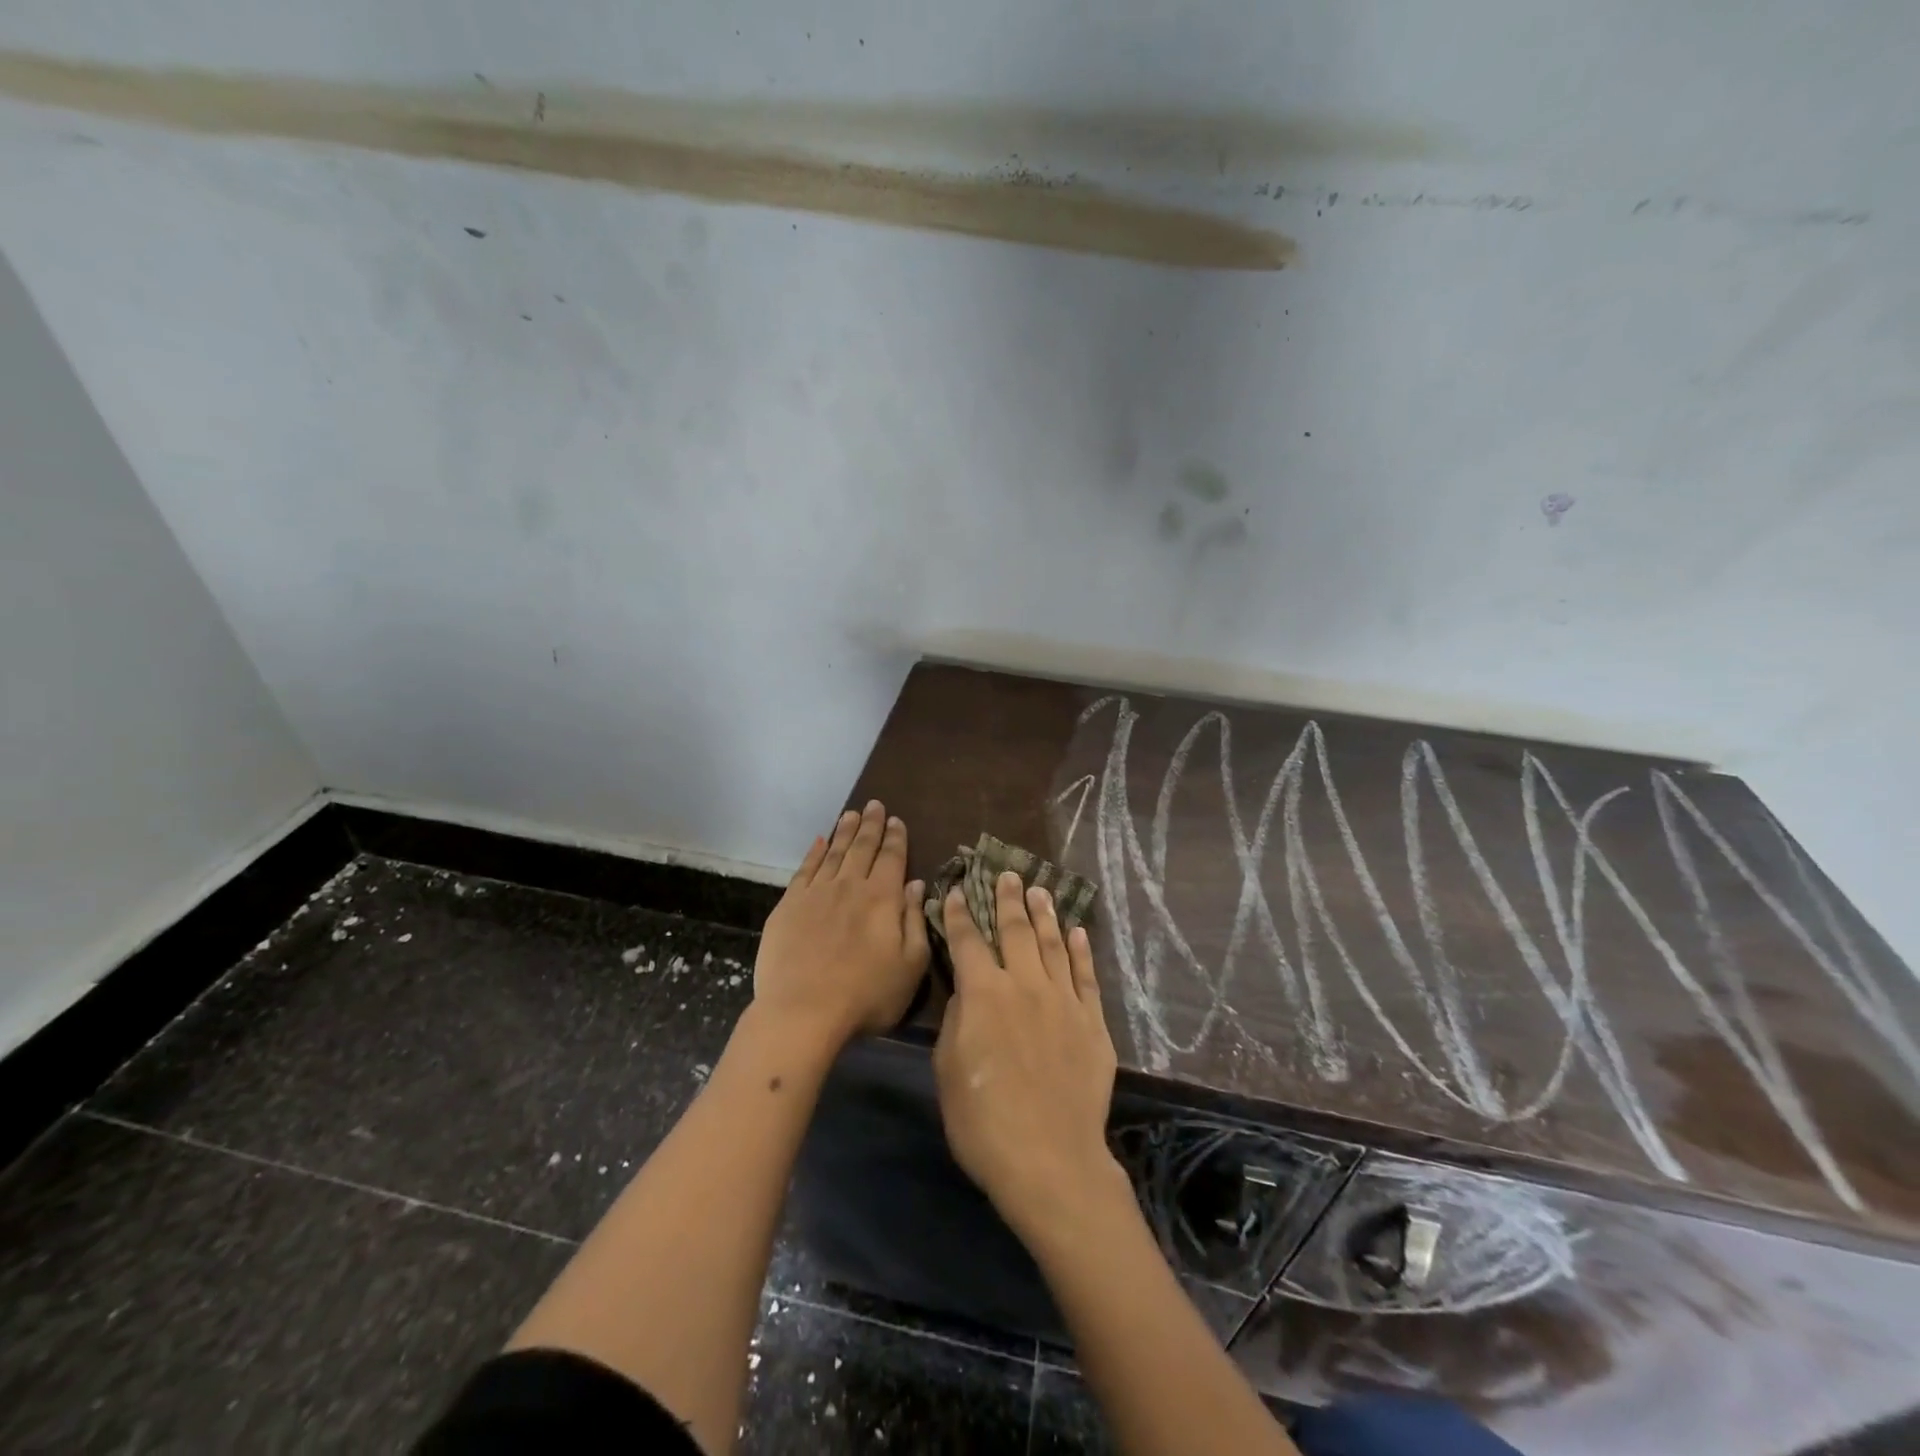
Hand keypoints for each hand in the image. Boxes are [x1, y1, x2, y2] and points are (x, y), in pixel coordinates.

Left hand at [753, 801, 929, 1049]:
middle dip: (871, 825)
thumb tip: (916, 886)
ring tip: (851, 814)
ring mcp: (816, 893)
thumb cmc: (866, 995)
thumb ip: (915, 921)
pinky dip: (814, 852)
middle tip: (874, 805)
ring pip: (833, 852)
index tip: (897, 820)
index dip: (896, 838)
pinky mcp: (789, 905)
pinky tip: (819, 842)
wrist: (803, 1012)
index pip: (892, 858)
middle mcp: (850, 886)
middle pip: (862, 848)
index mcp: (882, 898)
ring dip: (844, 832)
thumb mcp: (910, 965)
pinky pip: (805, 869)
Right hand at [933, 873, 1123, 1244]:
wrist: (1049, 1157)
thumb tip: (967, 991)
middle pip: (1016, 930)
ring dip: (1045, 914)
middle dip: (1008, 899)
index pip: (967, 941)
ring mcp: (1063, 1000)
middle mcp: (1025, 984)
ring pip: (1054, 944)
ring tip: (1040, 890)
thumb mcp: (948, 1069)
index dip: (960, 913)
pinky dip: (1081, 950)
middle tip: (1008, 874)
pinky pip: (1086, 976)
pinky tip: (1078, 932)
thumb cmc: (983, 1119)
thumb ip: (958, 1020)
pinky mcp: (1092, 1022)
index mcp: (983, 993)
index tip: (958, 889)